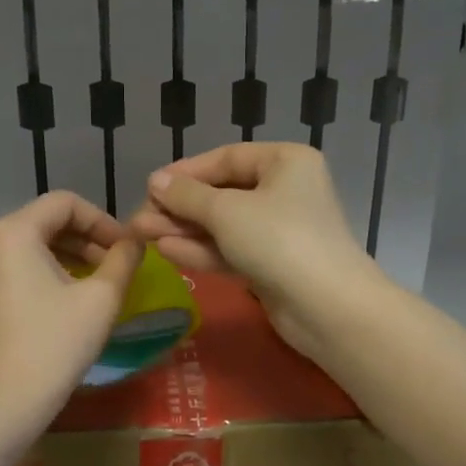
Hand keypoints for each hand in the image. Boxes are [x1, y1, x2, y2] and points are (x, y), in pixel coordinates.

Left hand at [0, 192, 141, 429]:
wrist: (7, 401)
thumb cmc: (57, 342)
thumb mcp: (102, 297)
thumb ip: (124, 259)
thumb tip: (136, 242)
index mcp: (14, 232)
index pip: (66, 204)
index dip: (103, 220)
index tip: (127, 248)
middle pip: (45, 223)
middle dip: (86, 240)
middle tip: (117, 266)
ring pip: (30, 249)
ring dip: (68, 258)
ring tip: (97, 284)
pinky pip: (14, 272)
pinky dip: (44, 276)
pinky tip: (66, 304)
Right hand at [127, 143, 386, 357]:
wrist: (326, 307)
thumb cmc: (278, 240)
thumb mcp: (226, 212)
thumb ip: (187, 196)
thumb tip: (155, 181)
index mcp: (284, 162)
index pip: (226, 158)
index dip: (185, 172)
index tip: (149, 186)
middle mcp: (285, 190)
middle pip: (222, 193)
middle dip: (179, 207)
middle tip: (139, 218)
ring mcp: (279, 230)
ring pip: (223, 225)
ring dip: (183, 230)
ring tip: (141, 235)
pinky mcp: (272, 264)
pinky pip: (231, 249)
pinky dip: (201, 250)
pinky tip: (166, 251)